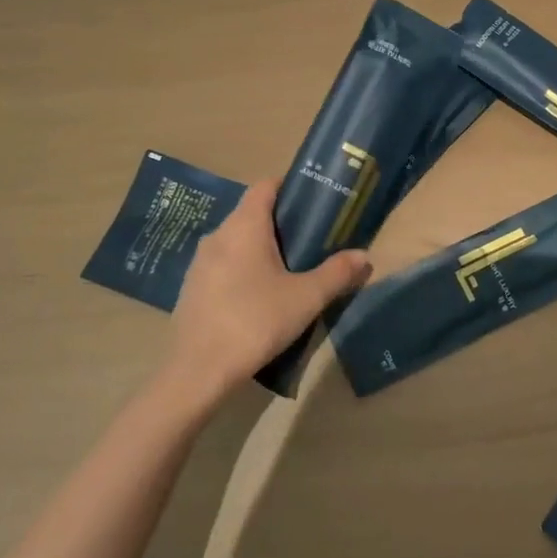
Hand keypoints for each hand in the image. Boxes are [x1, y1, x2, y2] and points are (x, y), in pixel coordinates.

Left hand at [164, 179, 371, 405]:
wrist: (198, 372)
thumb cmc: (255, 322)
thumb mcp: (306, 298)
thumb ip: (337, 273)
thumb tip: (364, 256)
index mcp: (245, 226)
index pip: (265, 186)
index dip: (290, 187)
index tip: (314, 202)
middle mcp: (218, 235)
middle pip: (252, 213)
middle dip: (281, 222)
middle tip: (311, 239)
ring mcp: (200, 263)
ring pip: (237, 241)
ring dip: (261, 248)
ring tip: (289, 269)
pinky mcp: (192, 288)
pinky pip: (224, 265)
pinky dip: (243, 269)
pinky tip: (260, 296)